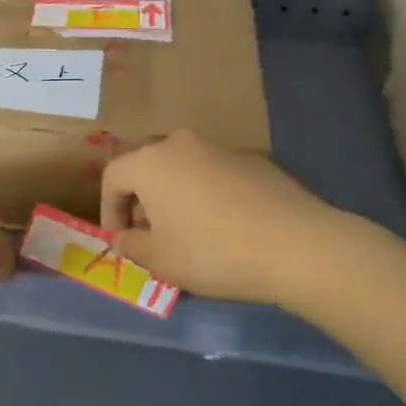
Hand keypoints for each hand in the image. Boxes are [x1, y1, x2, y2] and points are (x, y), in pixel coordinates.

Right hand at [100, 131, 368, 305]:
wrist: (296, 245)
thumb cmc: (212, 252)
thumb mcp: (160, 261)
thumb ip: (132, 246)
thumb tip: (124, 238)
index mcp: (150, 162)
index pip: (112, 177)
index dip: (109, 210)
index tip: (120, 241)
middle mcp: (181, 144)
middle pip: (148, 168)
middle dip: (143, 202)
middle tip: (151, 238)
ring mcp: (220, 148)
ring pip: (183, 170)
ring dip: (176, 198)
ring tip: (188, 235)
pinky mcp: (254, 160)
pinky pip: (215, 176)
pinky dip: (208, 197)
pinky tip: (225, 229)